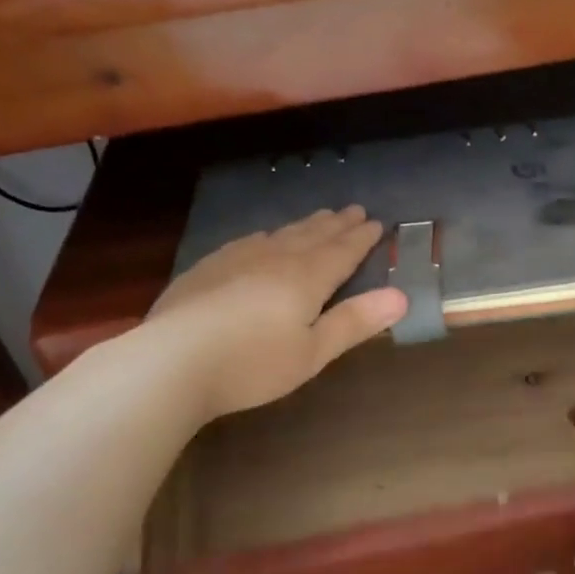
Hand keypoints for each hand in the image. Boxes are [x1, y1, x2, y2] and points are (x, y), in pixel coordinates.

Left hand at [148, 205, 406, 418]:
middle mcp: (275, 258)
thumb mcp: (313, 352)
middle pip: (312, 236)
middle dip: (337, 224)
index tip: (379, 223)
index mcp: (306, 279)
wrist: (172, 361)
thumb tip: (402, 296)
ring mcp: (237, 259)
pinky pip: (249, 241)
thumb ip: (355, 322)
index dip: (363, 238)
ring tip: (319, 218)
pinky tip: (263, 237)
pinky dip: (269, 235)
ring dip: (305, 225)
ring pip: (281, 234)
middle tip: (354, 210)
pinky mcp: (208, 268)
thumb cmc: (253, 363)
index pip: (342, 252)